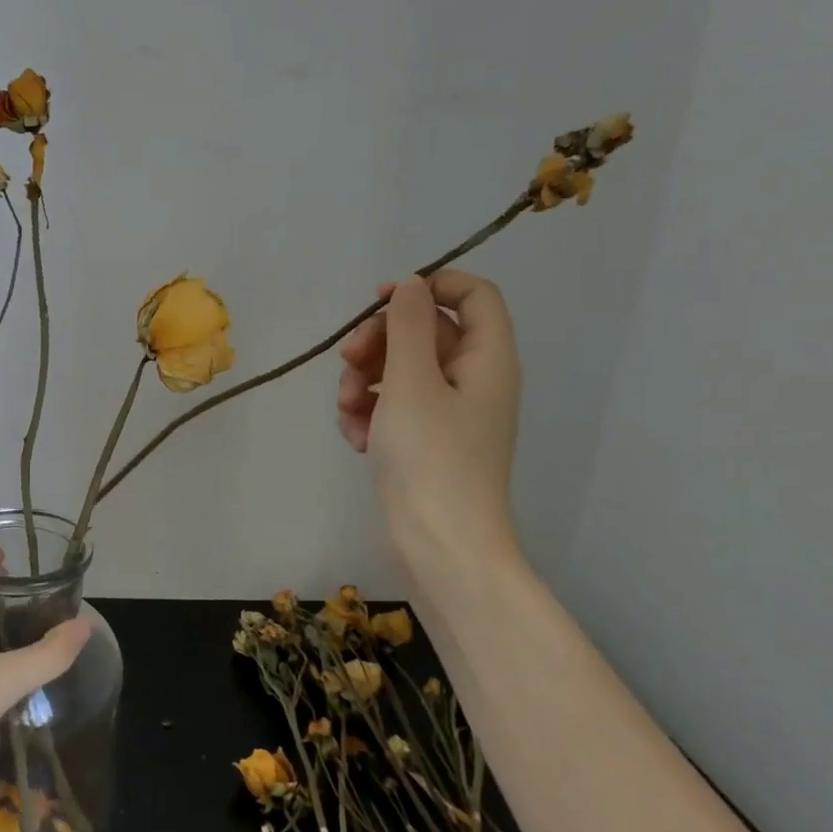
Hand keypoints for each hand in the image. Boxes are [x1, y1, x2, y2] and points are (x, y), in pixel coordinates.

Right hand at [336, 269, 524, 581]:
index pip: (473, 294)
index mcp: (486, 359)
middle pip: (426, 332)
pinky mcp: (426, 443)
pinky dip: (370, 415)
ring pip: (401, 371)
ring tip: (346, 410)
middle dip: (379, 341)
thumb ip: (408, 326)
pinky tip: (355, 438)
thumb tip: (411, 285)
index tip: (380, 301)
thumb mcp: (411, 382)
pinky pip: (394, 408)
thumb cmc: (431, 458)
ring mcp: (449, 414)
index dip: (429, 286)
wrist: (441, 546)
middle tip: (346, 359)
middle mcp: (473, 381)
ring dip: (364, 381)